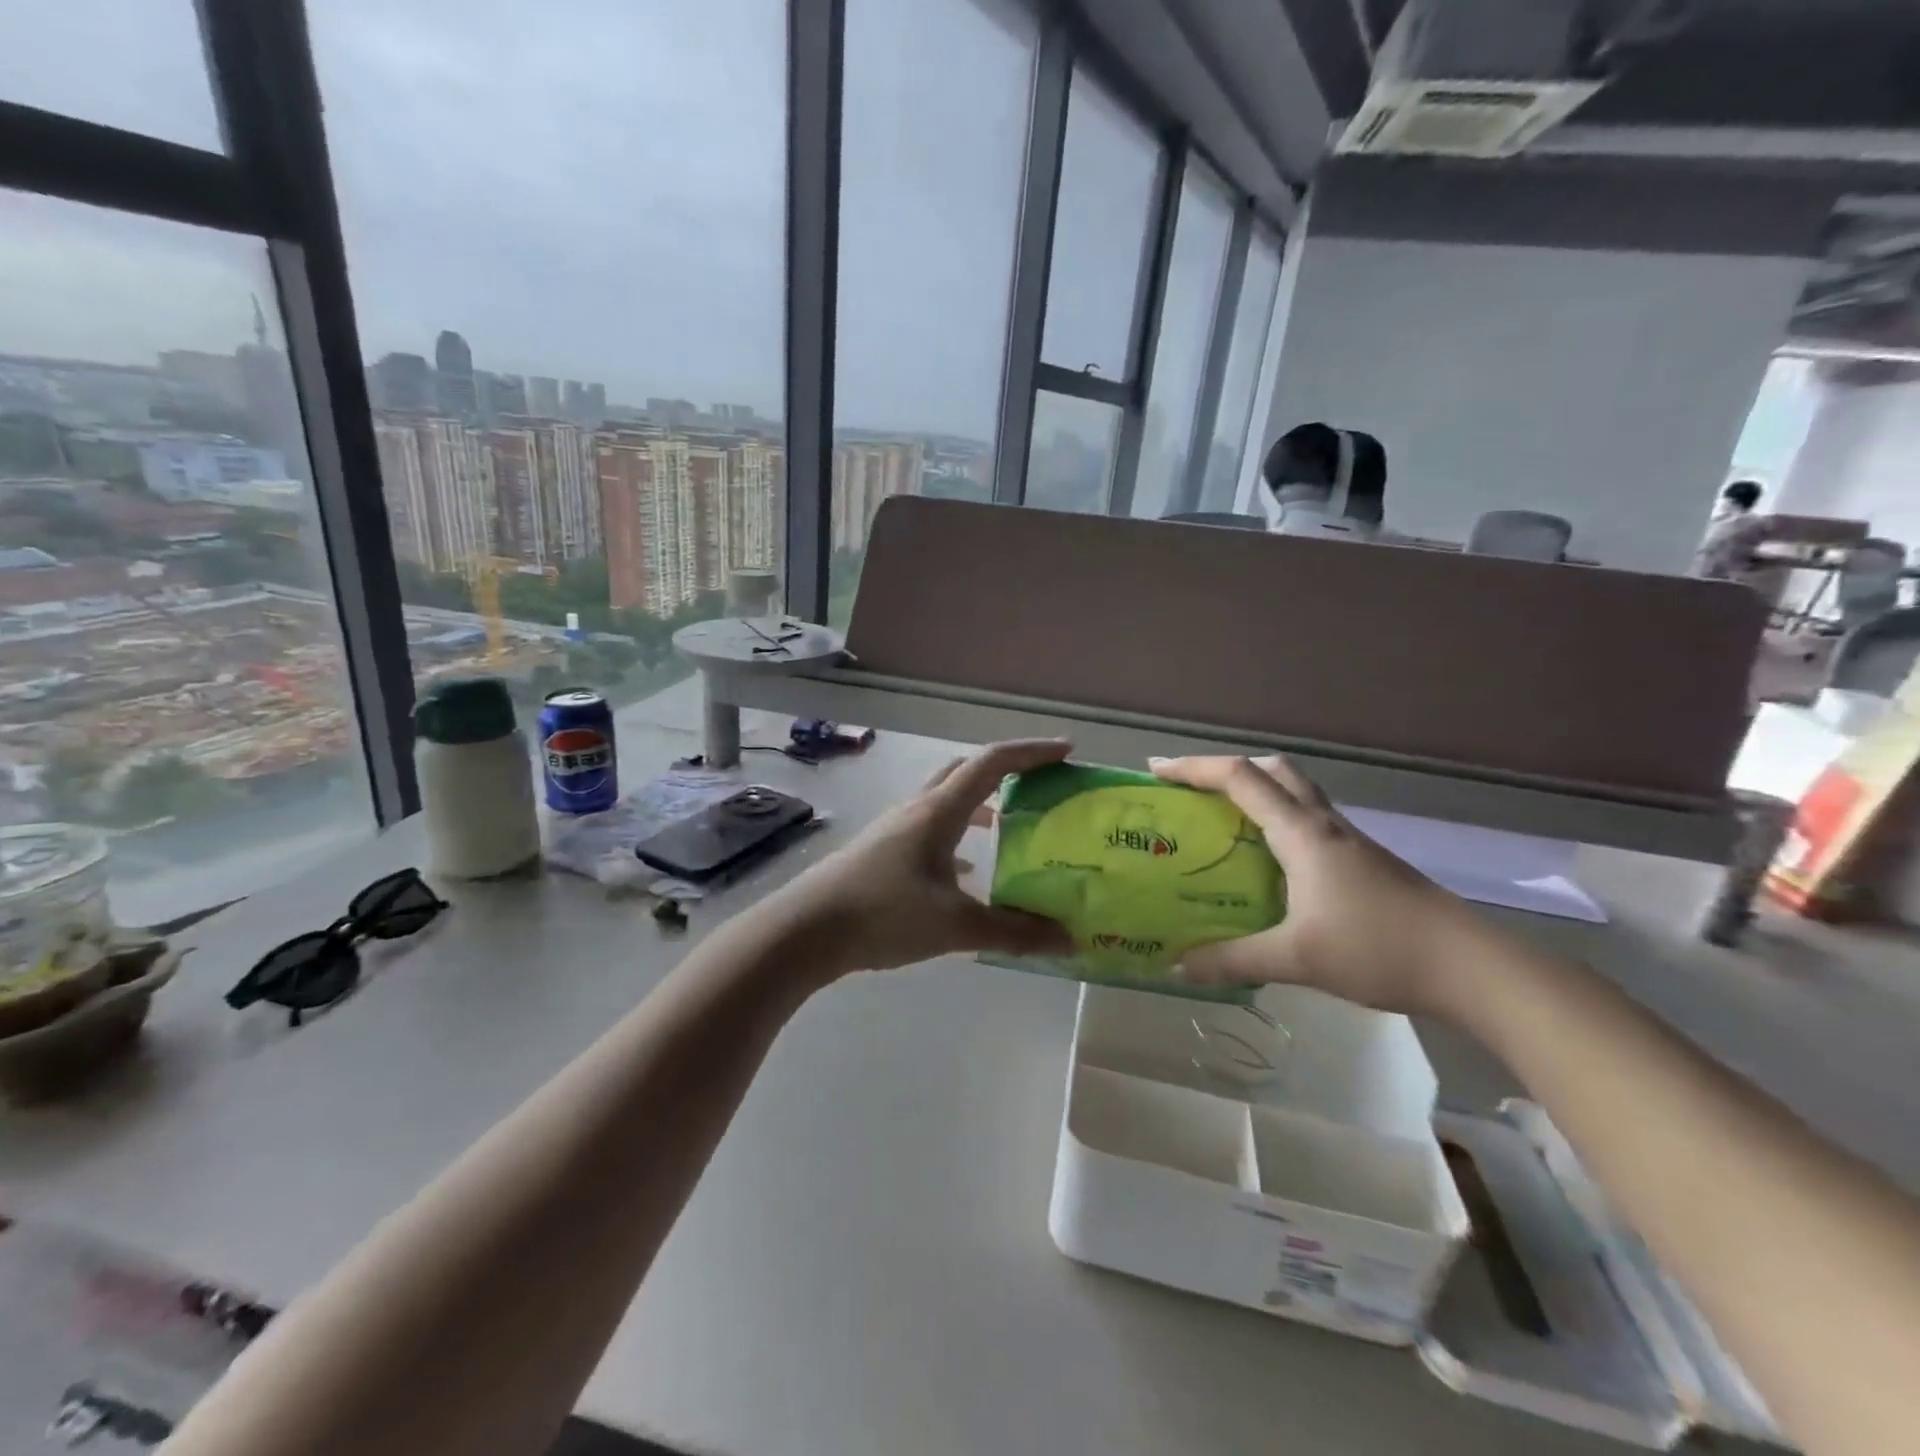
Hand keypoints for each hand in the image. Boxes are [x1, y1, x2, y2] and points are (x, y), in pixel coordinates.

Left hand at [771, 739, 1076, 976]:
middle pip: (966, 771)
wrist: (805, 931)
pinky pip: (929, 830)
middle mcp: (917, 809)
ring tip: (1008, 826)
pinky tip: (966, 871)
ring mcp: (895, 829)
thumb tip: (1068, 940)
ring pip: (945, 801)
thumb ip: (1014, 932)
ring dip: (979, 804)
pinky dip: (956, 837)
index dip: (1032, 752)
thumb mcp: (955, 926)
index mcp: (939, 811)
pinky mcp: (882, 851)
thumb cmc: (883, 914)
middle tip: (1039, 785)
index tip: (1067, 751)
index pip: (992, 763)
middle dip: (1006, 771)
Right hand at [1149, 755, 1490, 1016]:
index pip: (1240, 779)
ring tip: (1224, 822)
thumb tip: (1178, 966)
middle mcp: (1324, 825)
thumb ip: (1233, 960)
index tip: (1156, 770)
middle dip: (1228, 769)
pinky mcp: (1364, 863)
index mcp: (1301, 833)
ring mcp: (1349, 842)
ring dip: (1258, 792)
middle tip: (1194, 792)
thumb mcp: (1295, 958)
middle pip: (1273, 770)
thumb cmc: (1378, 948)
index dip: (1194, 768)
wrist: (1470, 967)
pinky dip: (1279, 822)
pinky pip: (1310, 823)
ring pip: (1296, 793)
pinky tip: (1271, 864)